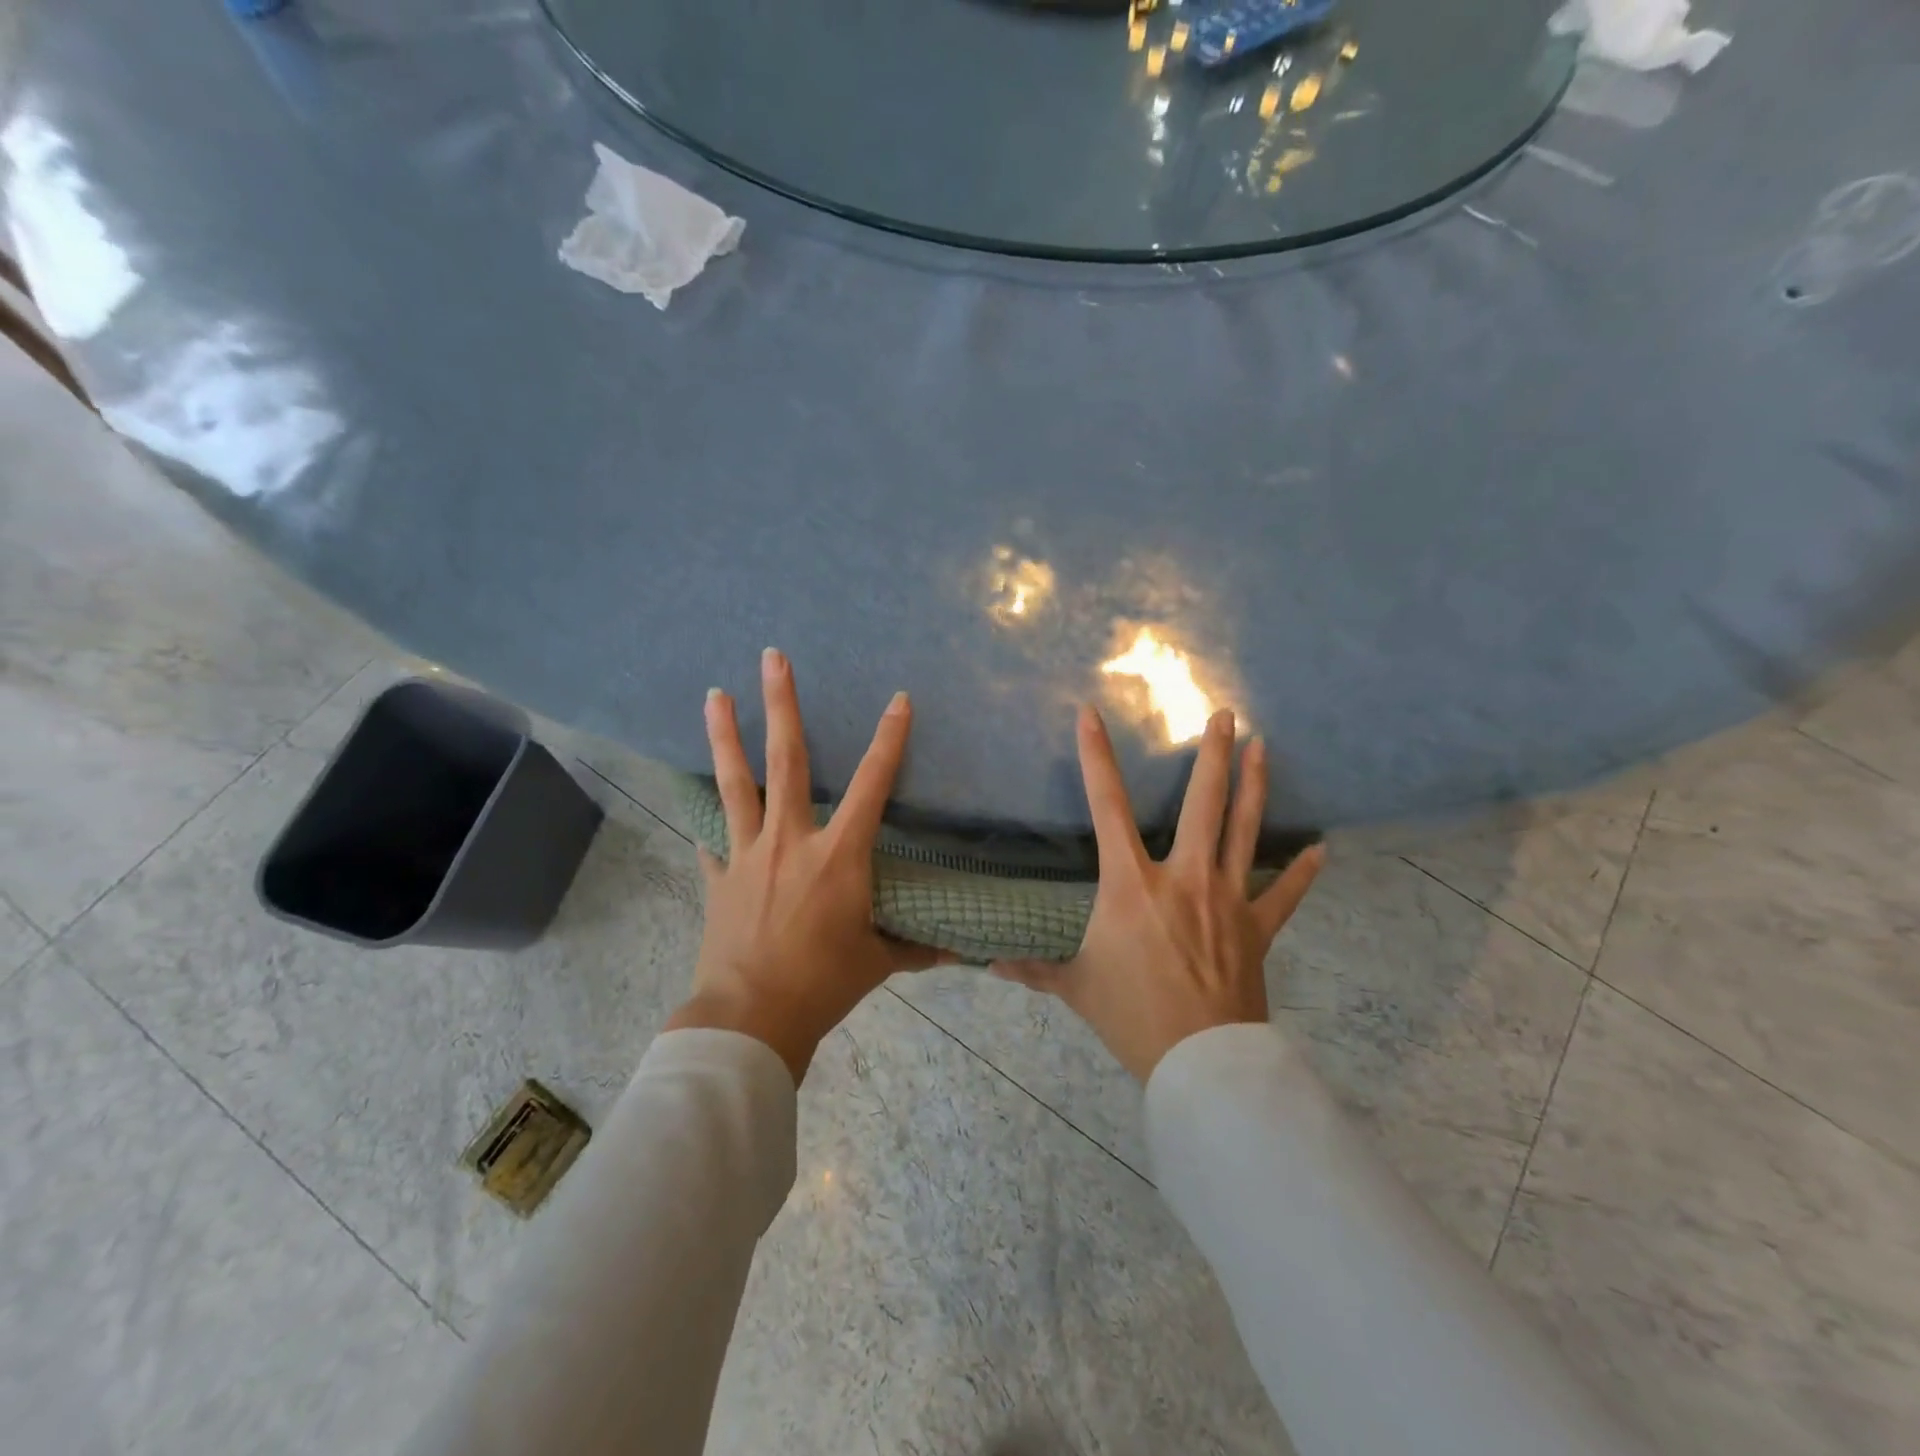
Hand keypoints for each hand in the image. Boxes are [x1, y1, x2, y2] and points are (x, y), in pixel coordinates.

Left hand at [666, 648, 946, 1082]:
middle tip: (771, 657)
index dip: (890, 739)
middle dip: (781, 704)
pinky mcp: (719, 878)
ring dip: (725, 736)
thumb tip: (958, 952)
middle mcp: (791, 840)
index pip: (874, 784)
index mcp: (839, 855)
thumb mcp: (878, 963)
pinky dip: (709, 821)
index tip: (899, 700)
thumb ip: (916, 949)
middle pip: (787, 759)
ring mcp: (747, 855)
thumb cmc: (823, 985)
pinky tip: (698, 805)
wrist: (751, 1020)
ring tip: (715, 694)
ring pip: (736, 783)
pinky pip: (713, 840)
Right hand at [993, 705, 1323, 1082]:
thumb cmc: (1132, 1015)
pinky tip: (1322, 849)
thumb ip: (1035, 969)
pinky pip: (1286, 894)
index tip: (1091, 714)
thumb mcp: (1076, 987)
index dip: (1095, 757)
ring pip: (1245, 831)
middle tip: (1226, 715)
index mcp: (1131, 884)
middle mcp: (1183, 878)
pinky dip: (1304, 872)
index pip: (1105, 806)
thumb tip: (990, 966)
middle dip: (1213, 755)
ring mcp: (1227, 899)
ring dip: (1254, 786)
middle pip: (1202, 804)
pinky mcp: (1258, 928)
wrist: (1200, 1062)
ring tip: (1265, 747)